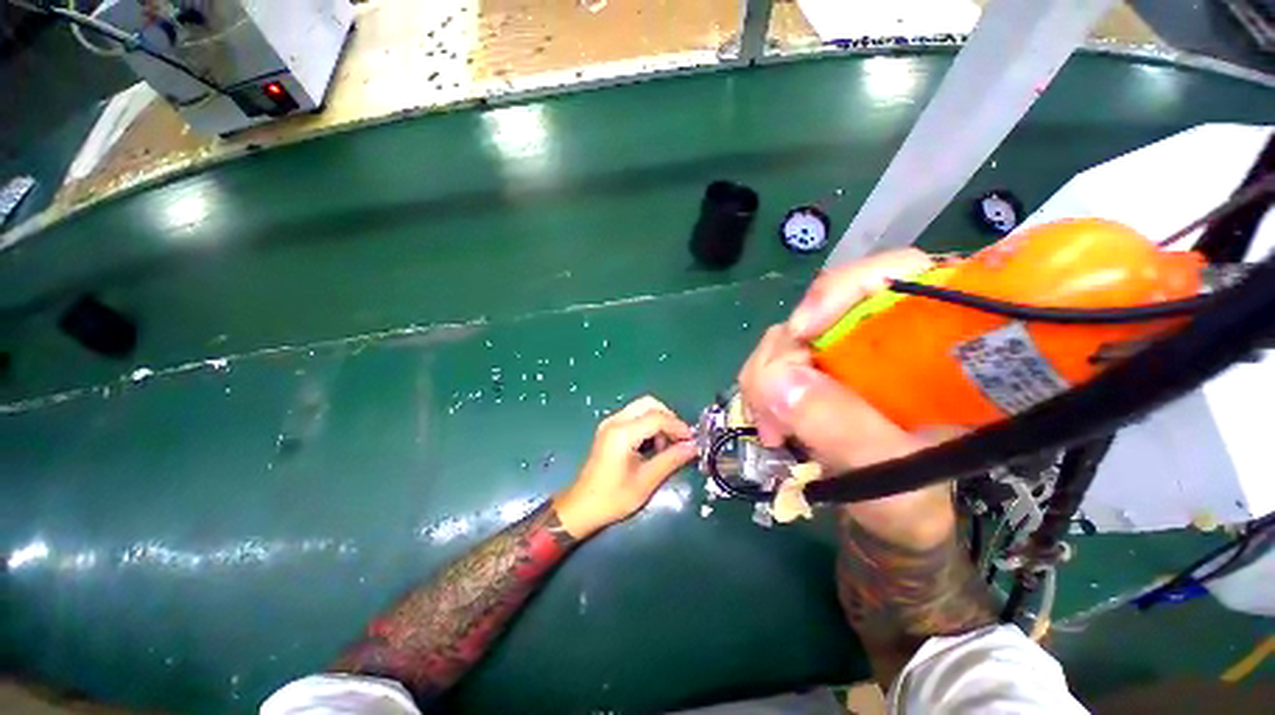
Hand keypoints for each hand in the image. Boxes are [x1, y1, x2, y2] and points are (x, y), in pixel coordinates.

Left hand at [553, 396, 696, 538]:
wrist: (582, 507)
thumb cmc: (613, 498)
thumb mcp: (646, 481)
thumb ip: (671, 459)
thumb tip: (693, 447)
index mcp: (622, 433)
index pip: (657, 418)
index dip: (678, 426)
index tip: (691, 440)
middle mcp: (615, 421)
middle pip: (649, 404)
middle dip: (669, 418)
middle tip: (680, 439)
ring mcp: (610, 423)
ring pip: (642, 407)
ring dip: (659, 421)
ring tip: (666, 446)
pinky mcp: (609, 429)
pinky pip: (634, 416)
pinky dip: (648, 424)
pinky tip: (653, 445)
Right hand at [738, 249, 955, 546]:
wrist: (892, 517)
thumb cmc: (915, 500)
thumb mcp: (892, 472)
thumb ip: (843, 429)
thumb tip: (777, 381)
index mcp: (933, 345)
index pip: (894, 275)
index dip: (841, 290)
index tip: (801, 333)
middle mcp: (882, 337)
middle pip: (819, 310)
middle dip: (784, 355)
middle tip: (773, 410)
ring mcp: (842, 353)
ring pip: (787, 337)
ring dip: (765, 379)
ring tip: (772, 430)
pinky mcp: (814, 370)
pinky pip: (772, 362)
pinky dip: (761, 389)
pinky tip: (769, 423)